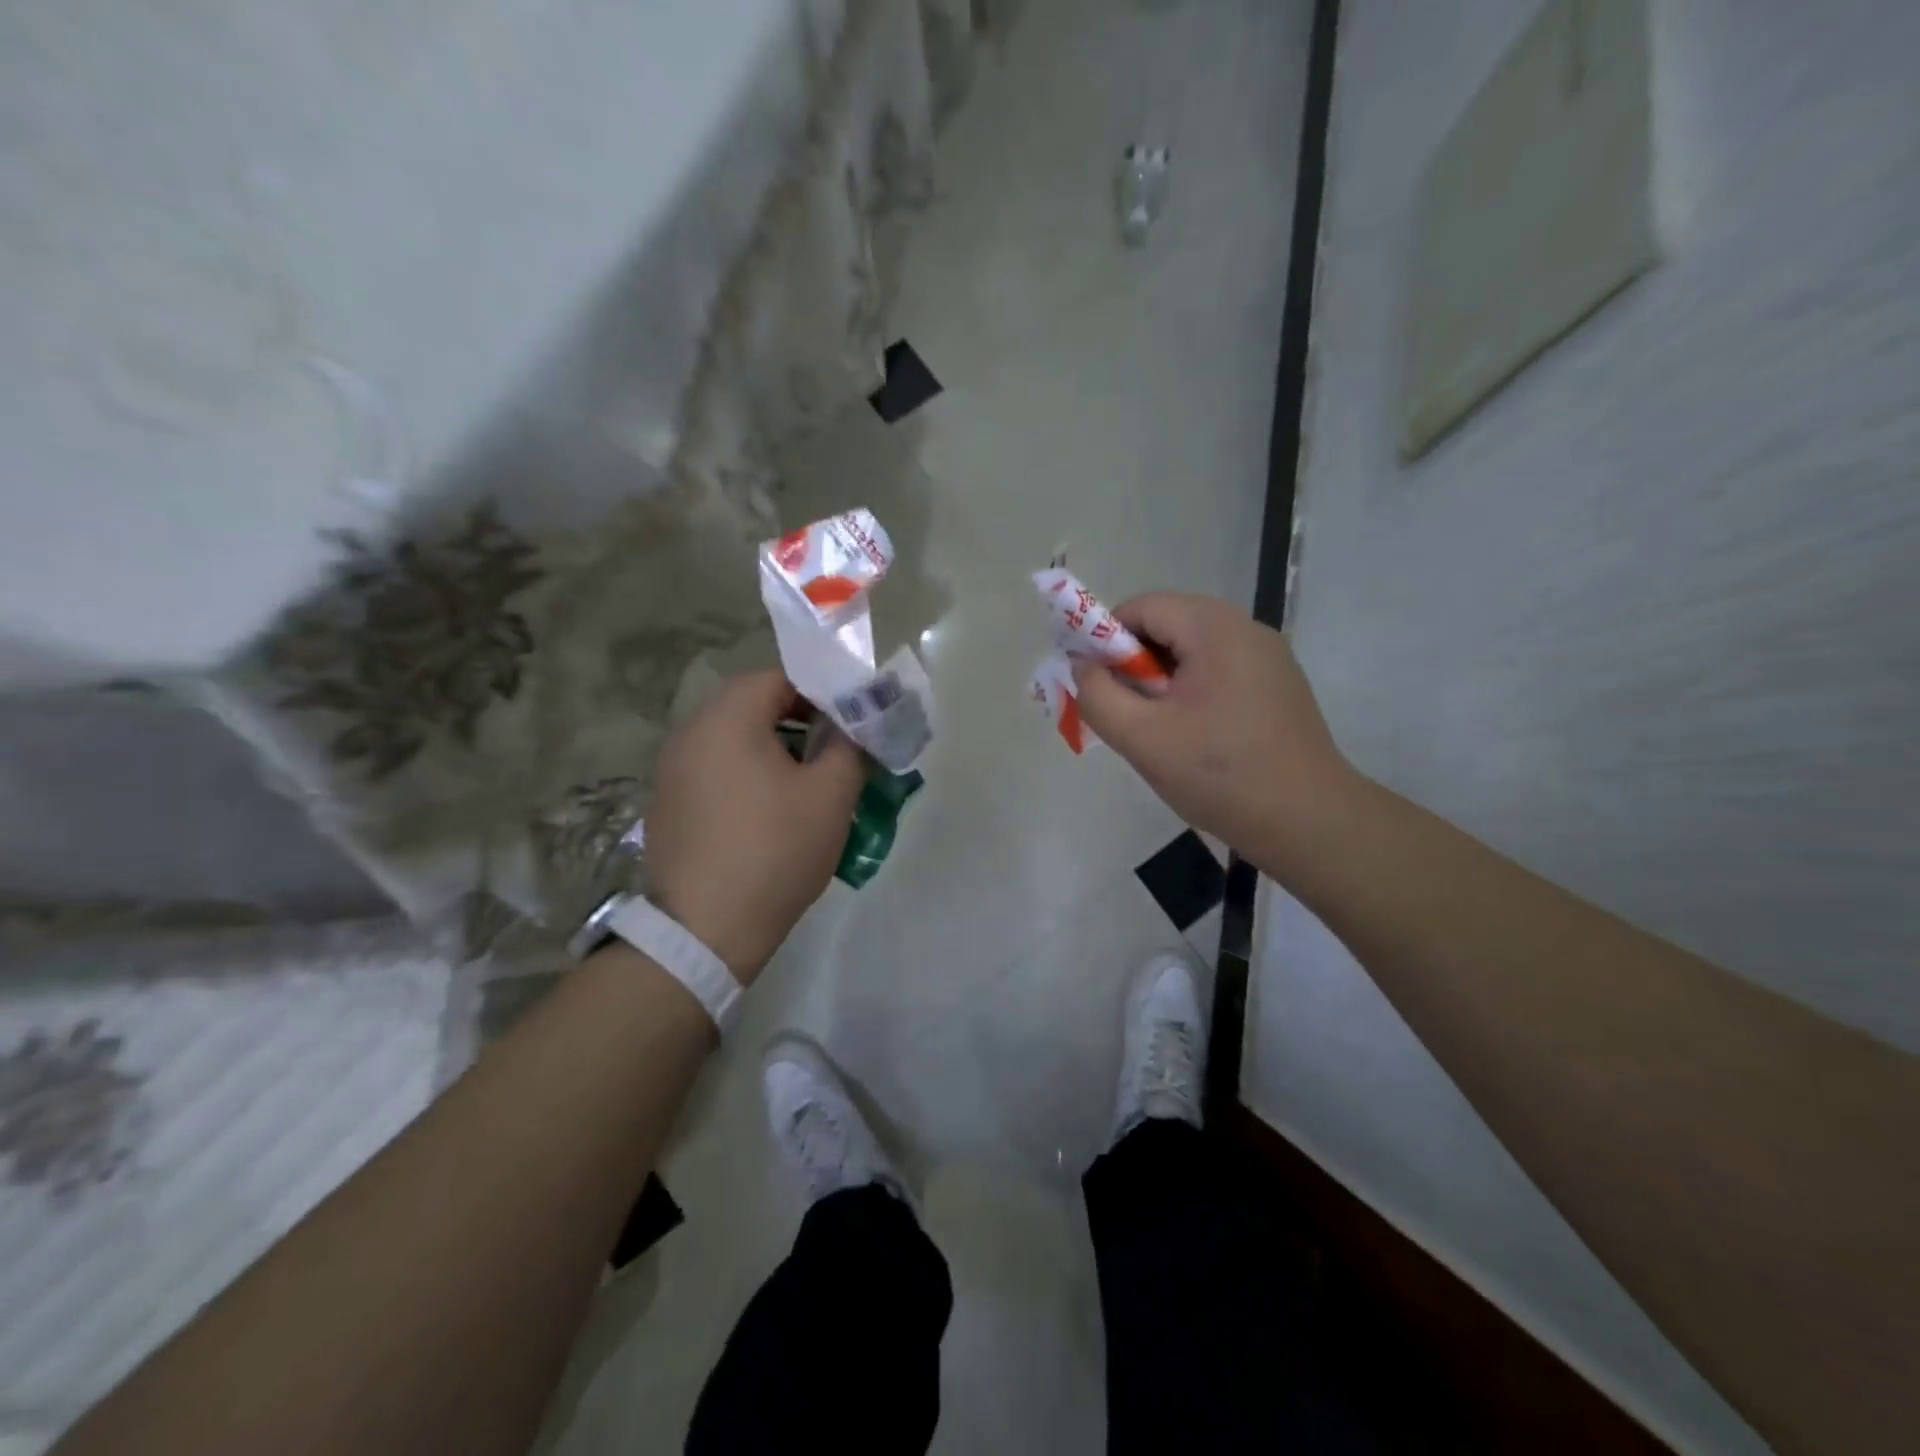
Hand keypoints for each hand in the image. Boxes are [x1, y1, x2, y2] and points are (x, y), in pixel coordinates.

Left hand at [645, 671, 866, 983]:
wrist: (706, 931)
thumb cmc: (775, 850)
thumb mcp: (831, 795)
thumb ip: (850, 746)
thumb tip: (854, 727)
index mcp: (727, 718)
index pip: (779, 678)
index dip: (820, 694)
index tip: (848, 725)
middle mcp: (690, 733)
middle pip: (752, 706)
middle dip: (798, 723)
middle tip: (833, 754)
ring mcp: (671, 771)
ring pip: (732, 740)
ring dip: (772, 750)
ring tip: (806, 786)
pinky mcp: (666, 805)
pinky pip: (714, 771)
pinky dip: (744, 776)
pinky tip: (767, 815)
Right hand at [1071, 593, 1358, 868]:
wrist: (1308, 823)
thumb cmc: (1220, 776)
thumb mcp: (1141, 738)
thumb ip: (1097, 695)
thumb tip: (1082, 664)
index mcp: (1215, 628)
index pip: (1142, 607)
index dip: (1104, 639)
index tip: (1094, 684)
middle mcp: (1246, 629)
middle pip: (1167, 626)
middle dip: (1132, 664)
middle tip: (1120, 711)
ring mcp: (1268, 657)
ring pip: (1191, 651)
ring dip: (1159, 681)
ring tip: (1153, 729)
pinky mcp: (1277, 685)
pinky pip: (1217, 671)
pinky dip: (1189, 692)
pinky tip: (1190, 736)